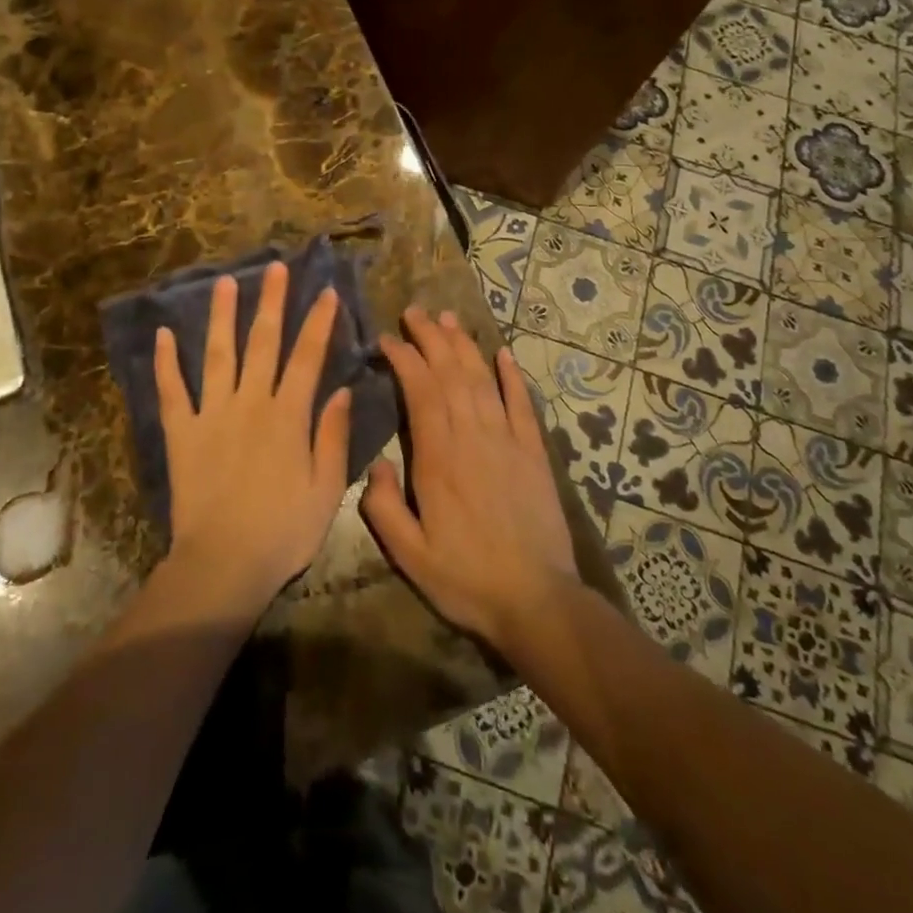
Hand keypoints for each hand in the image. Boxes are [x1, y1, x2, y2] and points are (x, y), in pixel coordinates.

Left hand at [153, 262, 351, 614]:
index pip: (307, 357)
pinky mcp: (181, 432)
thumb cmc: (283, 531)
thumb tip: (343, 390)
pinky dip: (166, 362)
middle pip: (262, 342)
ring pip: (218, 354)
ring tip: (225, 281)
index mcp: (288, 416)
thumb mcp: (327, 489)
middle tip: (275, 267)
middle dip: (272, 302)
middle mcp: (250, 403)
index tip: (326, 292)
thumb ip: (333, 436)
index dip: (318, 322)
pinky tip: (162, 334)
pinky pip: (171, 391)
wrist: (224, 564)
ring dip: (221, 316)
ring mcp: (211, 414)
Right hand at [361, 309, 578, 652]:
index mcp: (438, 458)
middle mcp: (472, 437)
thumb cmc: (466, 578)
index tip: (387, 339)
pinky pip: (522, 404)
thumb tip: (376, 466)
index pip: (420, 390)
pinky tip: (503, 354)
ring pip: (482, 380)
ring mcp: (507, 441)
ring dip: (464, 346)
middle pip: (450, 373)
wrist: (536, 601)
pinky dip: (512, 376)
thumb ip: (383, 507)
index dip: (404, 358)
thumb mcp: (409, 554)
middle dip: (431, 338)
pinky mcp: (534, 453)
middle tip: (414, 312)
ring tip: (449, 320)